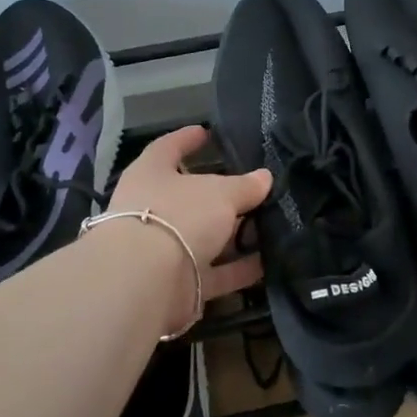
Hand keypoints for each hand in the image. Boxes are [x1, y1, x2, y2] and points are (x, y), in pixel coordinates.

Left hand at [103, 125, 271, 308]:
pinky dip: (237, 268)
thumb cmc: (179, 216)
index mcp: (151, 174)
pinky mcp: (176, 283)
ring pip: (204, 236)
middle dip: (221, 195)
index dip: (186, 139)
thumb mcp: (220, 193)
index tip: (206, 133)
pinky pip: (213, 271)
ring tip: (270, 225)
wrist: (146, 281)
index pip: (168, 147)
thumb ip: (244, 186)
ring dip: (234, 234)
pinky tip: (268, 263)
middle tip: (254, 187)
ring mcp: (162, 247)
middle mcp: (152, 208)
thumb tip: (264, 177)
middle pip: (190, 197)